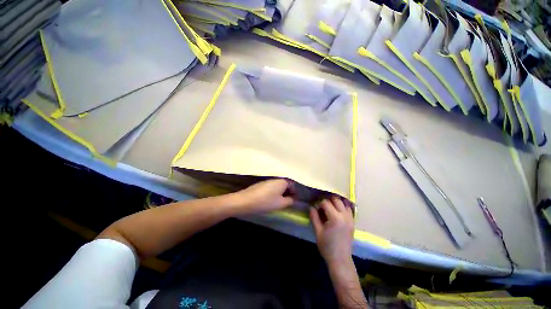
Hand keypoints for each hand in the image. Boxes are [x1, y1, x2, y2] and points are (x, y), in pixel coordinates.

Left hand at [232, 178, 294, 214]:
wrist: (245, 201)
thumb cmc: (265, 202)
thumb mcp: (280, 204)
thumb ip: (290, 201)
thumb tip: (293, 199)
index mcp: (282, 181)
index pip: (293, 185)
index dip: (295, 193)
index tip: (295, 201)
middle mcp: (275, 179)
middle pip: (285, 186)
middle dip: (287, 194)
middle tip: (287, 203)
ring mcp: (267, 181)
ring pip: (277, 187)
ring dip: (280, 194)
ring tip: (278, 203)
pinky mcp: (260, 185)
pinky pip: (271, 188)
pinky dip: (273, 194)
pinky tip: (269, 201)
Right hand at [310, 196, 354, 265]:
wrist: (340, 260)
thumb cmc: (327, 247)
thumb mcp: (317, 232)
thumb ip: (314, 217)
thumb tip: (311, 207)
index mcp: (335, 218)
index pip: (326, 202)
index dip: (319, 204)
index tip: (316, 210)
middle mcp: (344, 216)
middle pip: (336, 199)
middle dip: (327, 200)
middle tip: (322, 207)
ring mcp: (350, 219)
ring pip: (343, 203)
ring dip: (335, 202)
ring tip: (329, 208)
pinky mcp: (353, 222)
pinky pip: (349, 209)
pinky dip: (342, 207)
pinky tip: (337, 212)